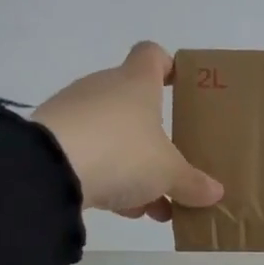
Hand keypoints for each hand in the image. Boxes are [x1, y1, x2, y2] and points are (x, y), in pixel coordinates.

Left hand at [32, 42, 223, 219]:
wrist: (48, 170)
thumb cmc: (123, 153)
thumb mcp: (169, 174)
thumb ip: (193, 183)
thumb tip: (215, 193)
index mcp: (136, 84)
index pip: (152, 55)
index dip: (168, 66)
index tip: (180, 87)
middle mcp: (103, 89)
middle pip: (135, 106)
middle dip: (156, 141)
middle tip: (174, 170)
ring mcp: (74, 113)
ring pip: (114, 136)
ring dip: (135, 168)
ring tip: (154, 206)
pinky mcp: (51, 140)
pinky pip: (90, 155)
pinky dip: (109, 178)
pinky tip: (123, 209)